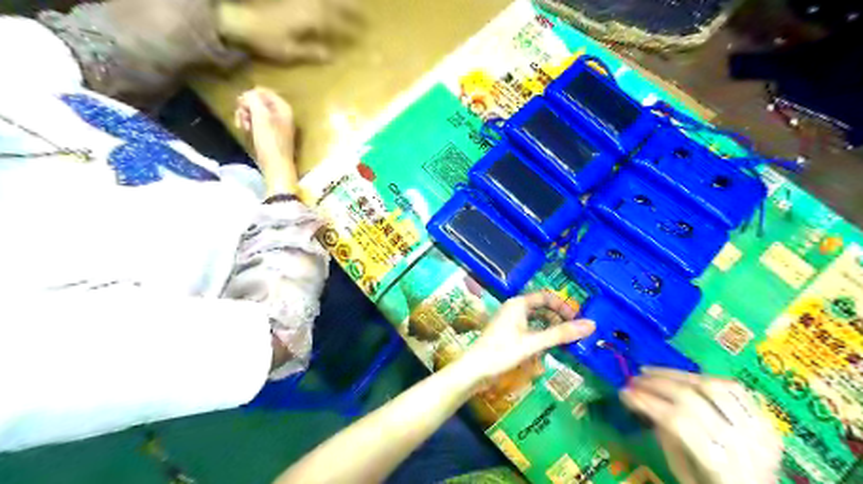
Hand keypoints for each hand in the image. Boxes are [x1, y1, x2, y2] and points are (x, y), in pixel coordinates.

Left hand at [221, 0, 361, 61]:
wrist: (238, 18)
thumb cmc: (265, 39)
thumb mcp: (290, 52)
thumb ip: (312, 52)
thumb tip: (332, 57)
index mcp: (312, 18)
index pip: (338, 23)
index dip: (351, 29)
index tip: (363, 34)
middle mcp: (309, 2)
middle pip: (336, 3)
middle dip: (351, 8)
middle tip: (364, 13)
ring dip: (338, 1)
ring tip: (351, 4)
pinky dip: (322, 1)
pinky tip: (323, 4)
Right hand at [234, 86, 299, 194]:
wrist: (276, 166)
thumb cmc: (270, 141)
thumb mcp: (261, 116)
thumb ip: (254, 100)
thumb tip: (248, 94)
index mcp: (283, 107)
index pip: (262, 91)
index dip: (249, 96)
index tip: (242, 106)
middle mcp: (282, 114)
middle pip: (258, 102)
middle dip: (246, 108)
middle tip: (242, 119)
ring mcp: (276, 125)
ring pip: (255, 113)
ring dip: (246, 117)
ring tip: (244, 127)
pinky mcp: (270, 135)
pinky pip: (257, 124)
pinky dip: (250, 126)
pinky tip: (247, 132)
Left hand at [461, 291, 597, 384]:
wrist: (474, 369)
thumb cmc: (502, 352)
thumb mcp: (533, 343)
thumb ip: (561, 334)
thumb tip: (592, 324)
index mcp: (518, 304)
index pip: (546, 297)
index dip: (563, 306)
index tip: (578, 319)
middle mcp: (514, 309)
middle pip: (542, 308)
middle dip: (558, 318)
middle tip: (575, 332)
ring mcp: (510, 322)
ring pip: (536, 320)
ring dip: (550, 328)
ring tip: (565, 341)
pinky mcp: (508, 334)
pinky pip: (529, 330)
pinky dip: (541, 336)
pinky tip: (548, 348)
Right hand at [620, 367, 783, 483]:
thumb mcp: (685, 476)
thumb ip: (669, 440)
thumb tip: (645, 403)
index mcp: (721, 467)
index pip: (678, 421)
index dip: (648, 402)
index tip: (624, 392)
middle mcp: (744, 445)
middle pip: (693, 398)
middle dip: (657, 384)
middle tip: (634, 379)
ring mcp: (759, 431)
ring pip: (713, 386)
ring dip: (677, 375)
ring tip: (653, 373)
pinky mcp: (767, 421)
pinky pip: (736, 388)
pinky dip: (706, 378)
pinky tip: (686, 378)